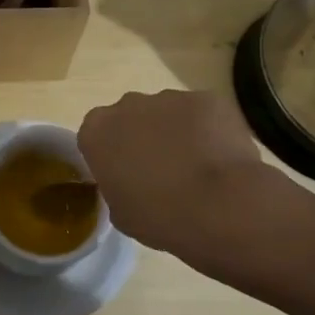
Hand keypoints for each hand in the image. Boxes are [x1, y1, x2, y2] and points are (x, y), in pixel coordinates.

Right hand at [78, 90, 266, 259]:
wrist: (220, 206)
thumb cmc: (160, 216)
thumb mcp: (121, 214)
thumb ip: (116, 187)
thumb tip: (129, 182)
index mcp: (97, 132)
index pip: (95, 136)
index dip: (110, 155)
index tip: (124, 176)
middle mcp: (127, 104)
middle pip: (129, 117)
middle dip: (141, 137)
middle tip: (160, 171)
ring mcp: (169, 97)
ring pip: (166, 112)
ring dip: (175, 132)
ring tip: (196, 167)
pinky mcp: (205, 99)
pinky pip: (200, 114)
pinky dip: (207, 130)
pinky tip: (220, 158)